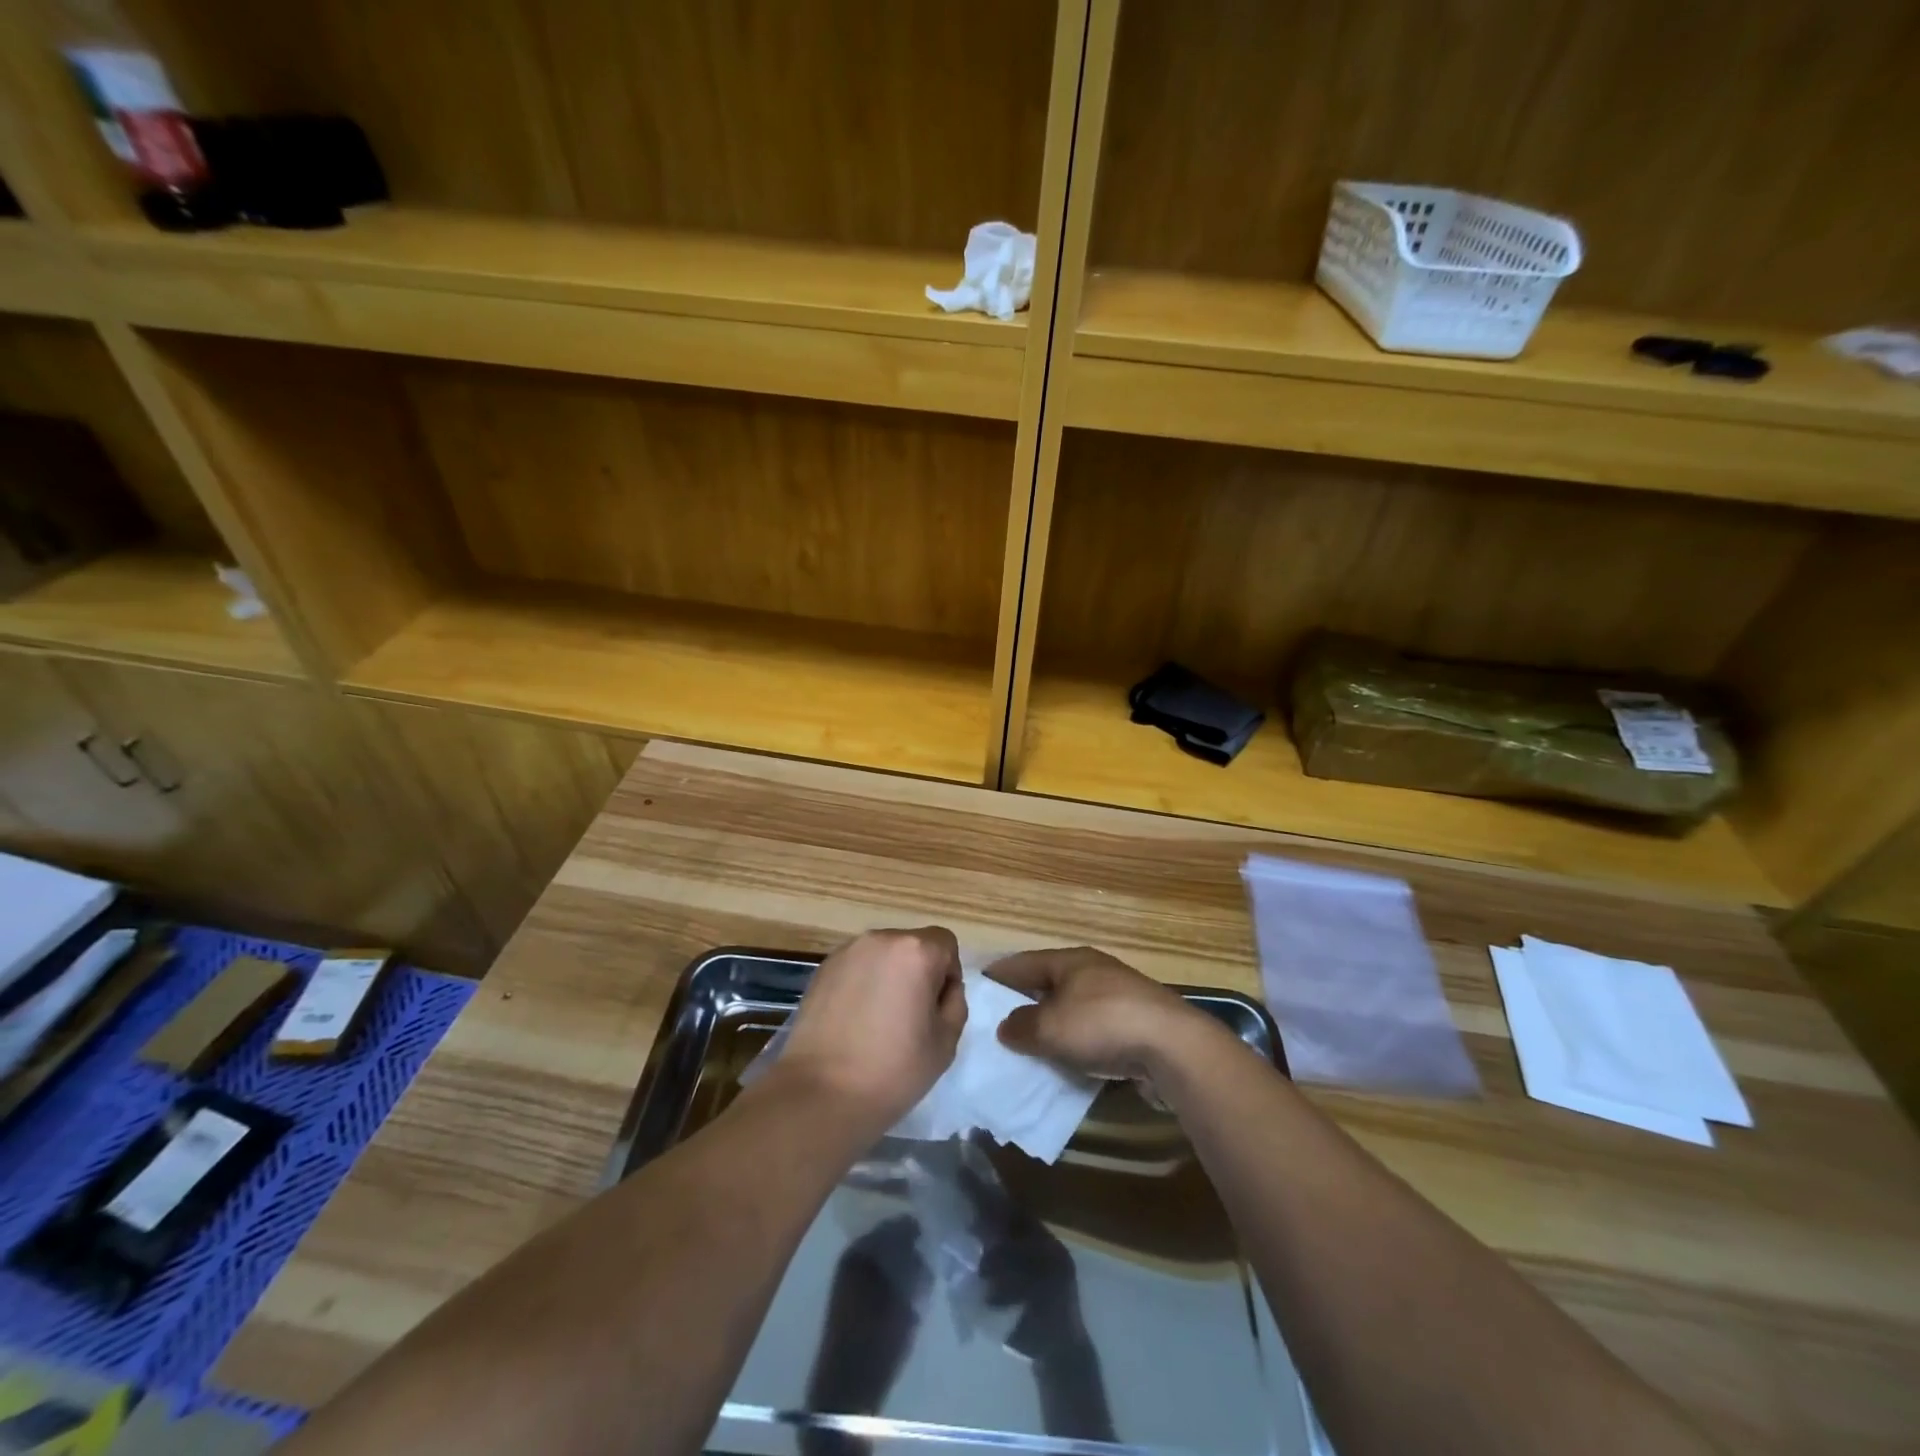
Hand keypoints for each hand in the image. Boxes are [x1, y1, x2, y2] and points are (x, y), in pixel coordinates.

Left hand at [776, 928, 966, 1131]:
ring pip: (883, 955)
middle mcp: (880, 939)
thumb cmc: (893, 1069)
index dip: (948, 974)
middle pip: (913, 945)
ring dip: (890, 976)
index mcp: (916, 951)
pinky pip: (857, 966)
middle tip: (910, 1016)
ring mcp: (847, 952)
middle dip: (918, 972)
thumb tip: (942, 988)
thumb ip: (954, 1003)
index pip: (945, 944)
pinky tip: (855, 1019)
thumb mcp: (945, 1042)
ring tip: (879, 1019)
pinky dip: (863, 983)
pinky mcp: (822, 969)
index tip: (937, 1008)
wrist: (821, 1093)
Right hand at [987, 947, 1216, 1081]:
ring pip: (1072, 1008)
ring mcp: (1118, 997)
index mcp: (1070, 961)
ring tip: (1029, 1046)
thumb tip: (1006, 1027)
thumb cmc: (1103, 1025)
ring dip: (1053, 1025)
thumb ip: (1021, 1027)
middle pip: (1049, 984)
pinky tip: (1068, 1061)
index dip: (998, 975)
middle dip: (1024, 1002)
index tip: (976, 987)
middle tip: (997, 1022)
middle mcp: (1093, 971)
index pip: (1023, 962)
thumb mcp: (1050, 1027)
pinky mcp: (1136, 1024)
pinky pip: (1094, 1030)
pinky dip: (1077, 1042)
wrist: (1174, 1047)